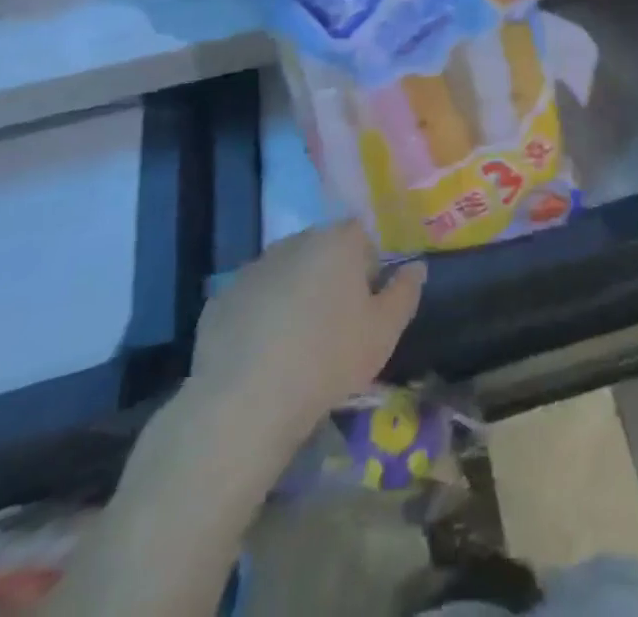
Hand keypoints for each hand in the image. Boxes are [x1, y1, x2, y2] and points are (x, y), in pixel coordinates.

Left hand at [188, 222, 425, 437]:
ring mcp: (254, 268)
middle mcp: (295, 241)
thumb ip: (405, 292)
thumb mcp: (385, 332)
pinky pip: (253, 300)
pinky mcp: (221, 299)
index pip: (361, 236)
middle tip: (334, 326)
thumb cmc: (329, 358)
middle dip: (330, 278)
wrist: (247, 401)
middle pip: (322, 251)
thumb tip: (416, 268)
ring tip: (296, 345)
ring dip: (294, 295)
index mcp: (337, 241)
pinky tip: (262, 356)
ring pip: (286, 274)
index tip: (365, 305)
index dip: (367, 267)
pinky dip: (260, 317)